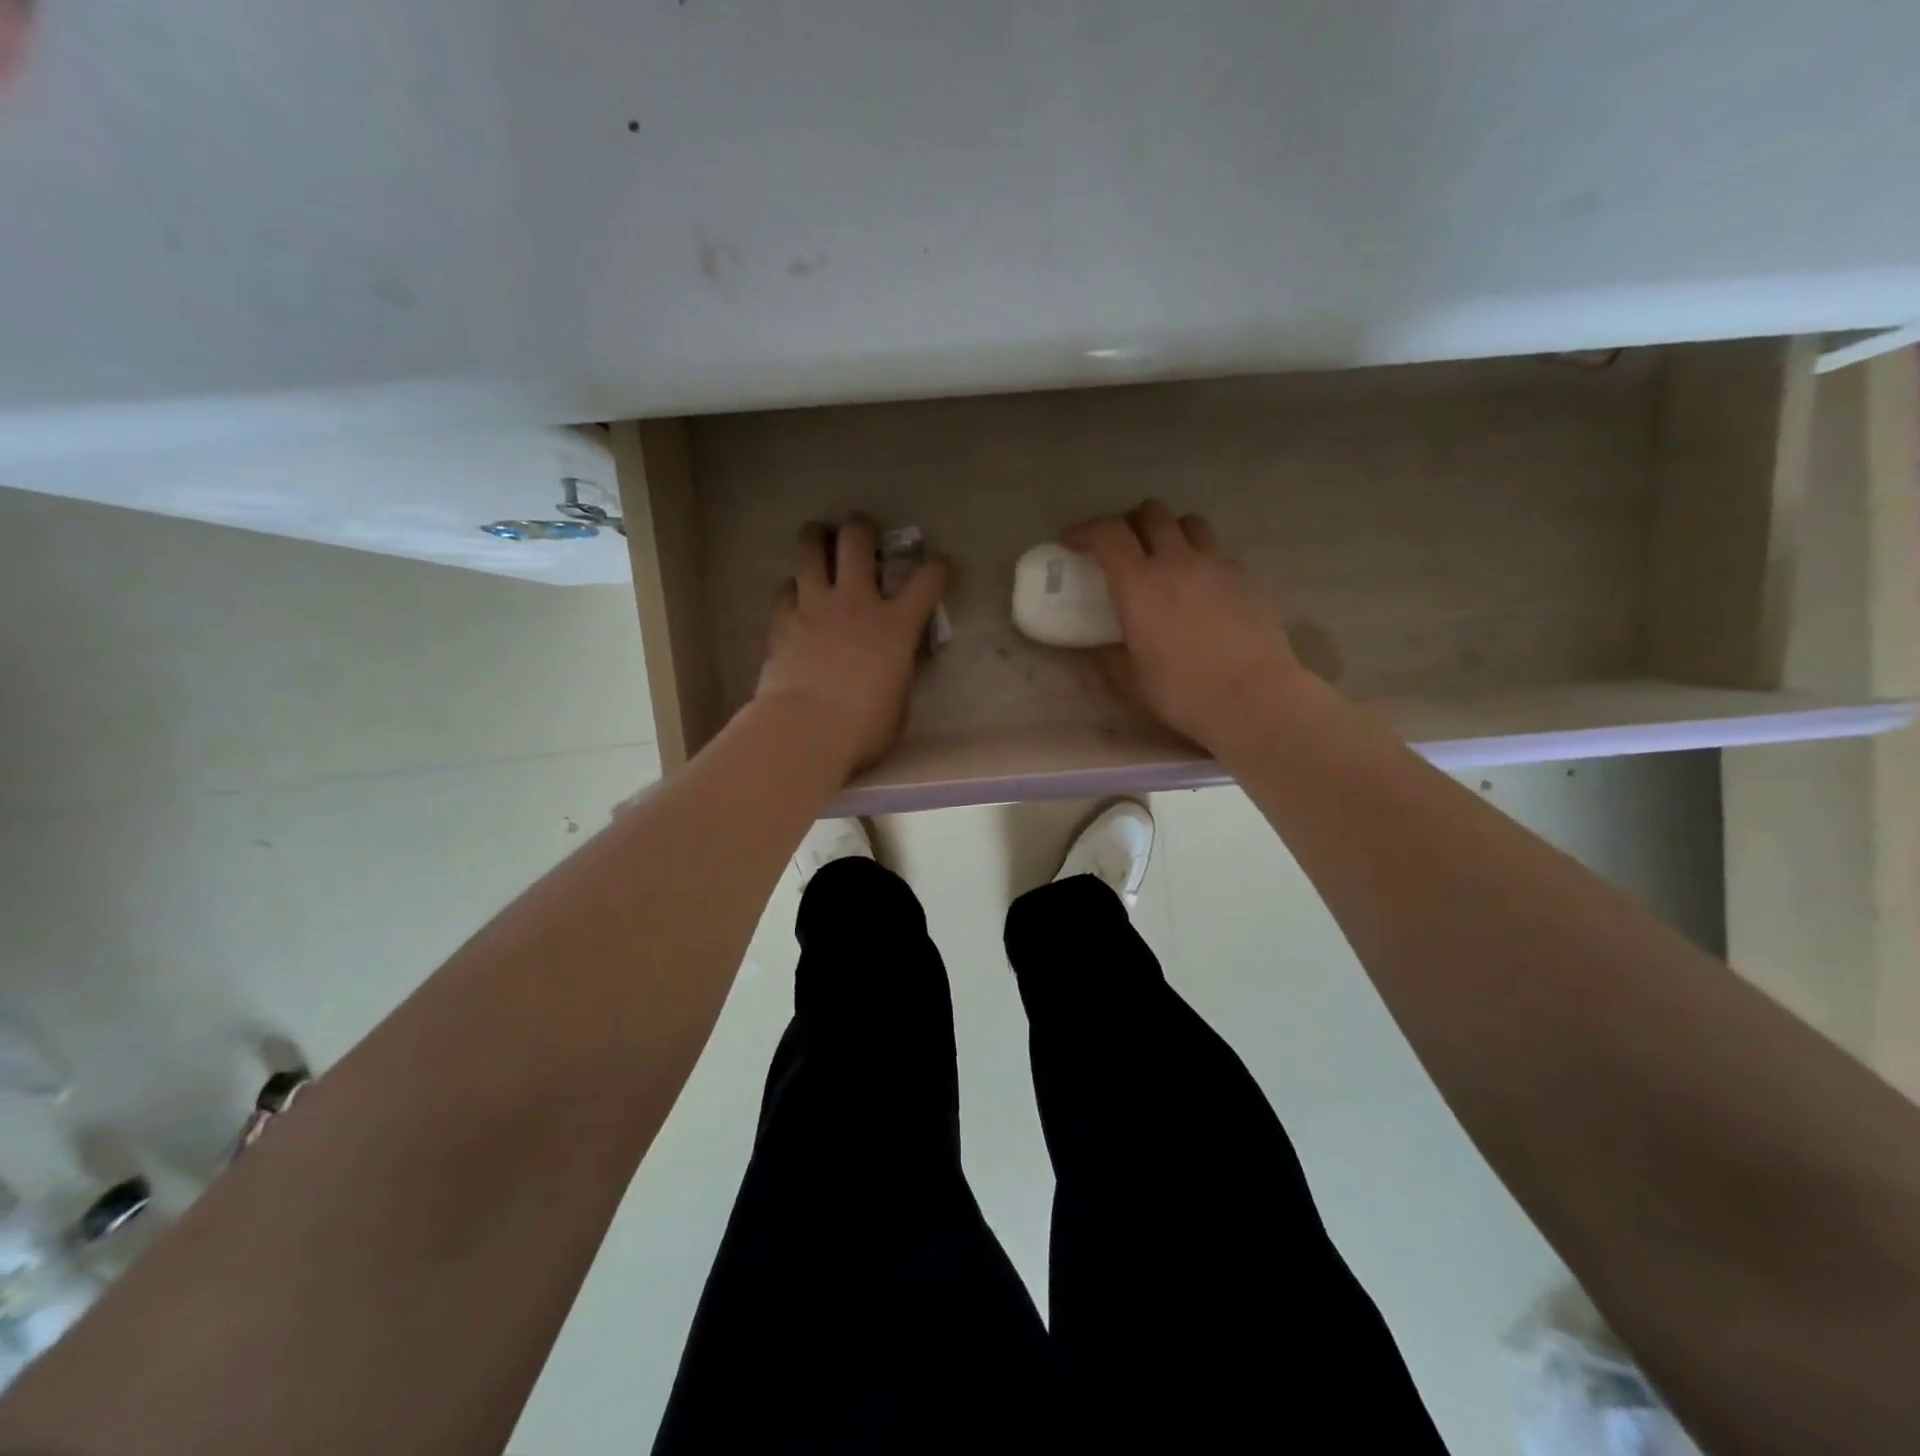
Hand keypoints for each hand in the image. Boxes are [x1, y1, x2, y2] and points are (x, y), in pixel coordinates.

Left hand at [754, 518, 948, 778]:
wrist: (805, 731)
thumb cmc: (862, 728)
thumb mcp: (899, 701)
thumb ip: (901, 670)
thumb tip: (900, 660)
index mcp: (896, 625)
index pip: (927, 579)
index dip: (938, 566)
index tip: (940, 566)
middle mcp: (856, 603)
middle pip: (857, 540)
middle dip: (862, 529)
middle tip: (861, 533)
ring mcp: (815, 606)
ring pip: (811, 549)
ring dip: (817, 537)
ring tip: (819, 537)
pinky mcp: (783, 620)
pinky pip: (785, 587)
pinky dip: (793, 587)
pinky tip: (796, 595)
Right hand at [1065, 501, 1317, 753]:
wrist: (1252, 697)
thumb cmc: (1181, 691)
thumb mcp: (1130, 679)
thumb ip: (1108, 655)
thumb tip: (1099, 646)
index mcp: (1139, 584)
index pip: (1107, 533)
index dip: (1085, 530)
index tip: (1072, 541)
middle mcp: (1176, 561)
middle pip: (1151, 513)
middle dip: (1129, 522)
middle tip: (1120, 546)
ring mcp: (1215, 565)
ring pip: (1189, 523)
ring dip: (1169, 530)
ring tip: (1163, 555)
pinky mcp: (1245, 578)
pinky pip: (1216, 552)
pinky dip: (1200, 558)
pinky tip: (1199, 587)